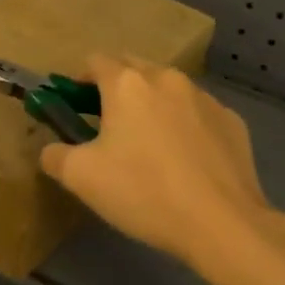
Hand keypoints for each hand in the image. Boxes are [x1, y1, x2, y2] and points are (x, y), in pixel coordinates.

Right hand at [40, 55, 284, 269]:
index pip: (96, 61)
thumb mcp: (81, 178)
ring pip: (168, 89)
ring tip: (149, 143)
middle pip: (133, 68)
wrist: (222, 223)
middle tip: (107, 122)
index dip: (80, 79)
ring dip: (152, 104)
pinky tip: (186, 159)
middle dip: (117, 87)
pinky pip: (198, 113)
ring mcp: (204, 98)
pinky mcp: (232, 121)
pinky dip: (185, 125)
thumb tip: (51, 150)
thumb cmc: (143, 191)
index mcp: (127, 84)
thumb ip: (55, 156)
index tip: (75, 104)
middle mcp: (166, 79)